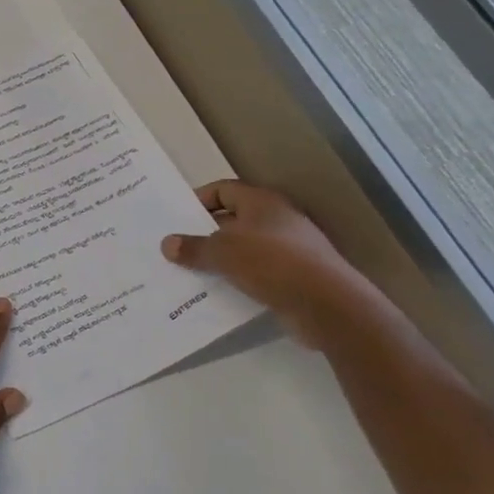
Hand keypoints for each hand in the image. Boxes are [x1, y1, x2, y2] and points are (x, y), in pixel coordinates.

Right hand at [160, 181, 372, 348]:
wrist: (325, 304)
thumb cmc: (271, 263)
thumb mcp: (223, 252)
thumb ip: (193, 247)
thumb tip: (167, 244)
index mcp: (261, 203)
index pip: (224, 189)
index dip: (199, 199)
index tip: (176, 217)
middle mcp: (276, 220)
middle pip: (232, 220)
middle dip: (204, 233)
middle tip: (175, 247)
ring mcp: (287, 249)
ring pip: (242, 248)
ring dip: (218, 259)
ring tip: (187, 272)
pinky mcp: (292, 276)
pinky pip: (254, 272)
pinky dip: (234, 279)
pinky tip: (215, 293)